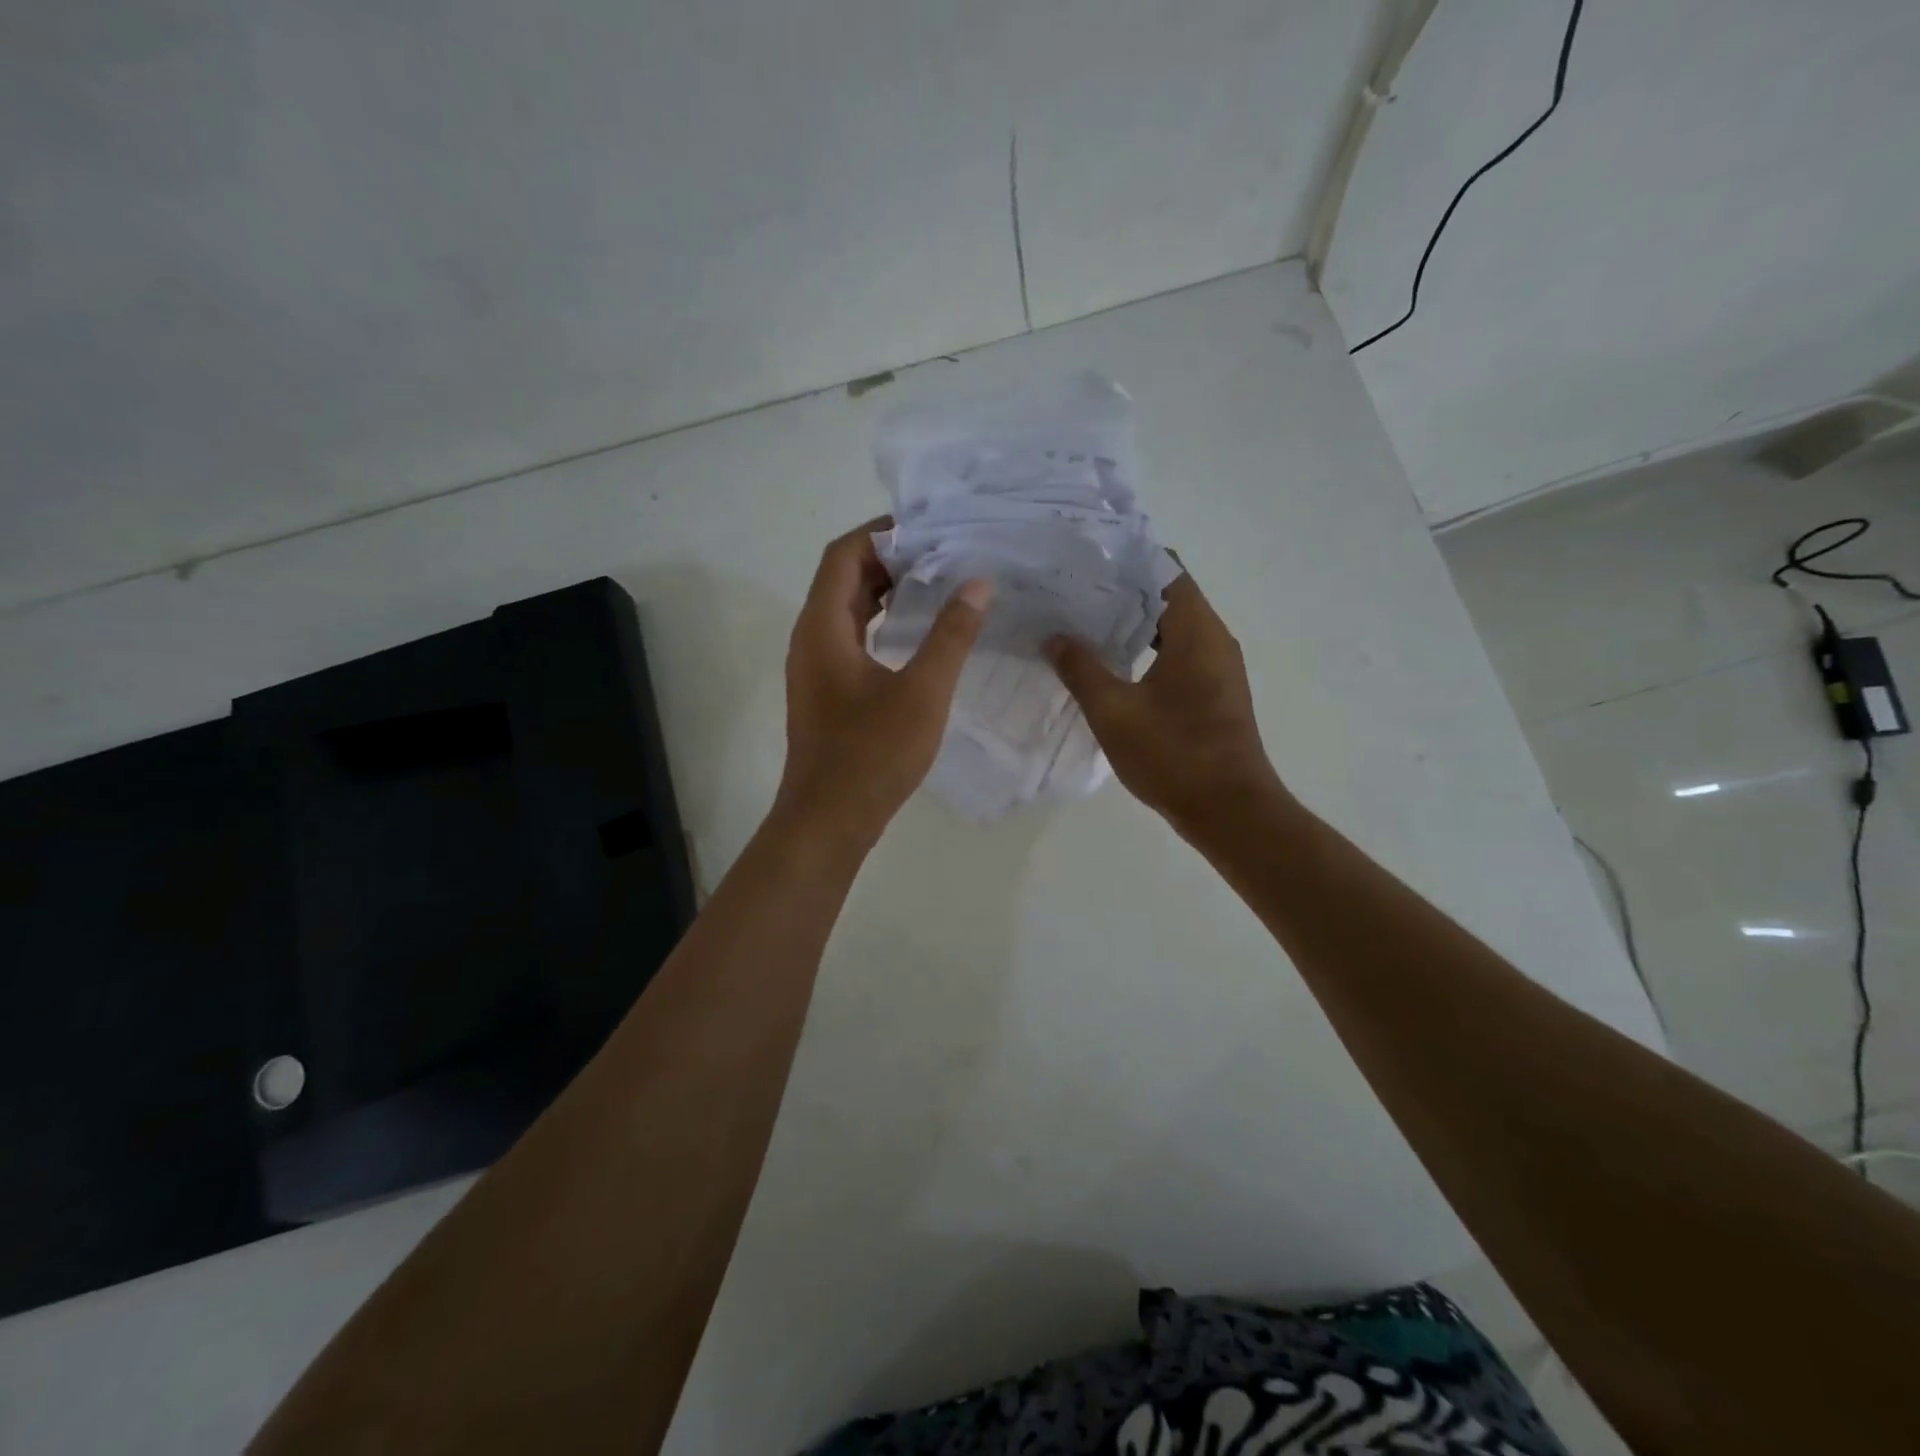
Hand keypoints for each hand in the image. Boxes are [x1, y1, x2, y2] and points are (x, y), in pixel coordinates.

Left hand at [775, 519, 992, 843]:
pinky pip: (853, 637)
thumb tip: (977, 583)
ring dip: (887, 592)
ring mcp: (816, 665)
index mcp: (823, 627)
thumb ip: (951, 635)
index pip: (844, 554)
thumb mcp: (922, 692)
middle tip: (945, 553)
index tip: (931, 528)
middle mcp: (812, 637)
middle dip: (892, 559)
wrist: (829, 820)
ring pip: (849, 609)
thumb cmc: (872, 755)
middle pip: (844, 577)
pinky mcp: (828, 689)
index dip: (883, 533)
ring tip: (939, 583)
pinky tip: (919, 633)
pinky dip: (883, 623)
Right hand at [1045, 573, 1282, 833]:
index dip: (1126, 561)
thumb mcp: (1114, 712)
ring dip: (1132, 626)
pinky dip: (1146, 652)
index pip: (1165, 570)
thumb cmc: (1174, 754)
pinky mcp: (1214, 694)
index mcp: (1197, 631)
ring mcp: (1218, 668)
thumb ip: (1081, 669)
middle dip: (1121, 593)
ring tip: (1083, 625)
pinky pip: (1178, 656)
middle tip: (1072, 594)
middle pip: (1167, 597)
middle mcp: (1214, 640)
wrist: (1230, 811)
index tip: (1085, 563)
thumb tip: (1055, 637)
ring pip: (1173, 629)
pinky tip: (1111, 666)